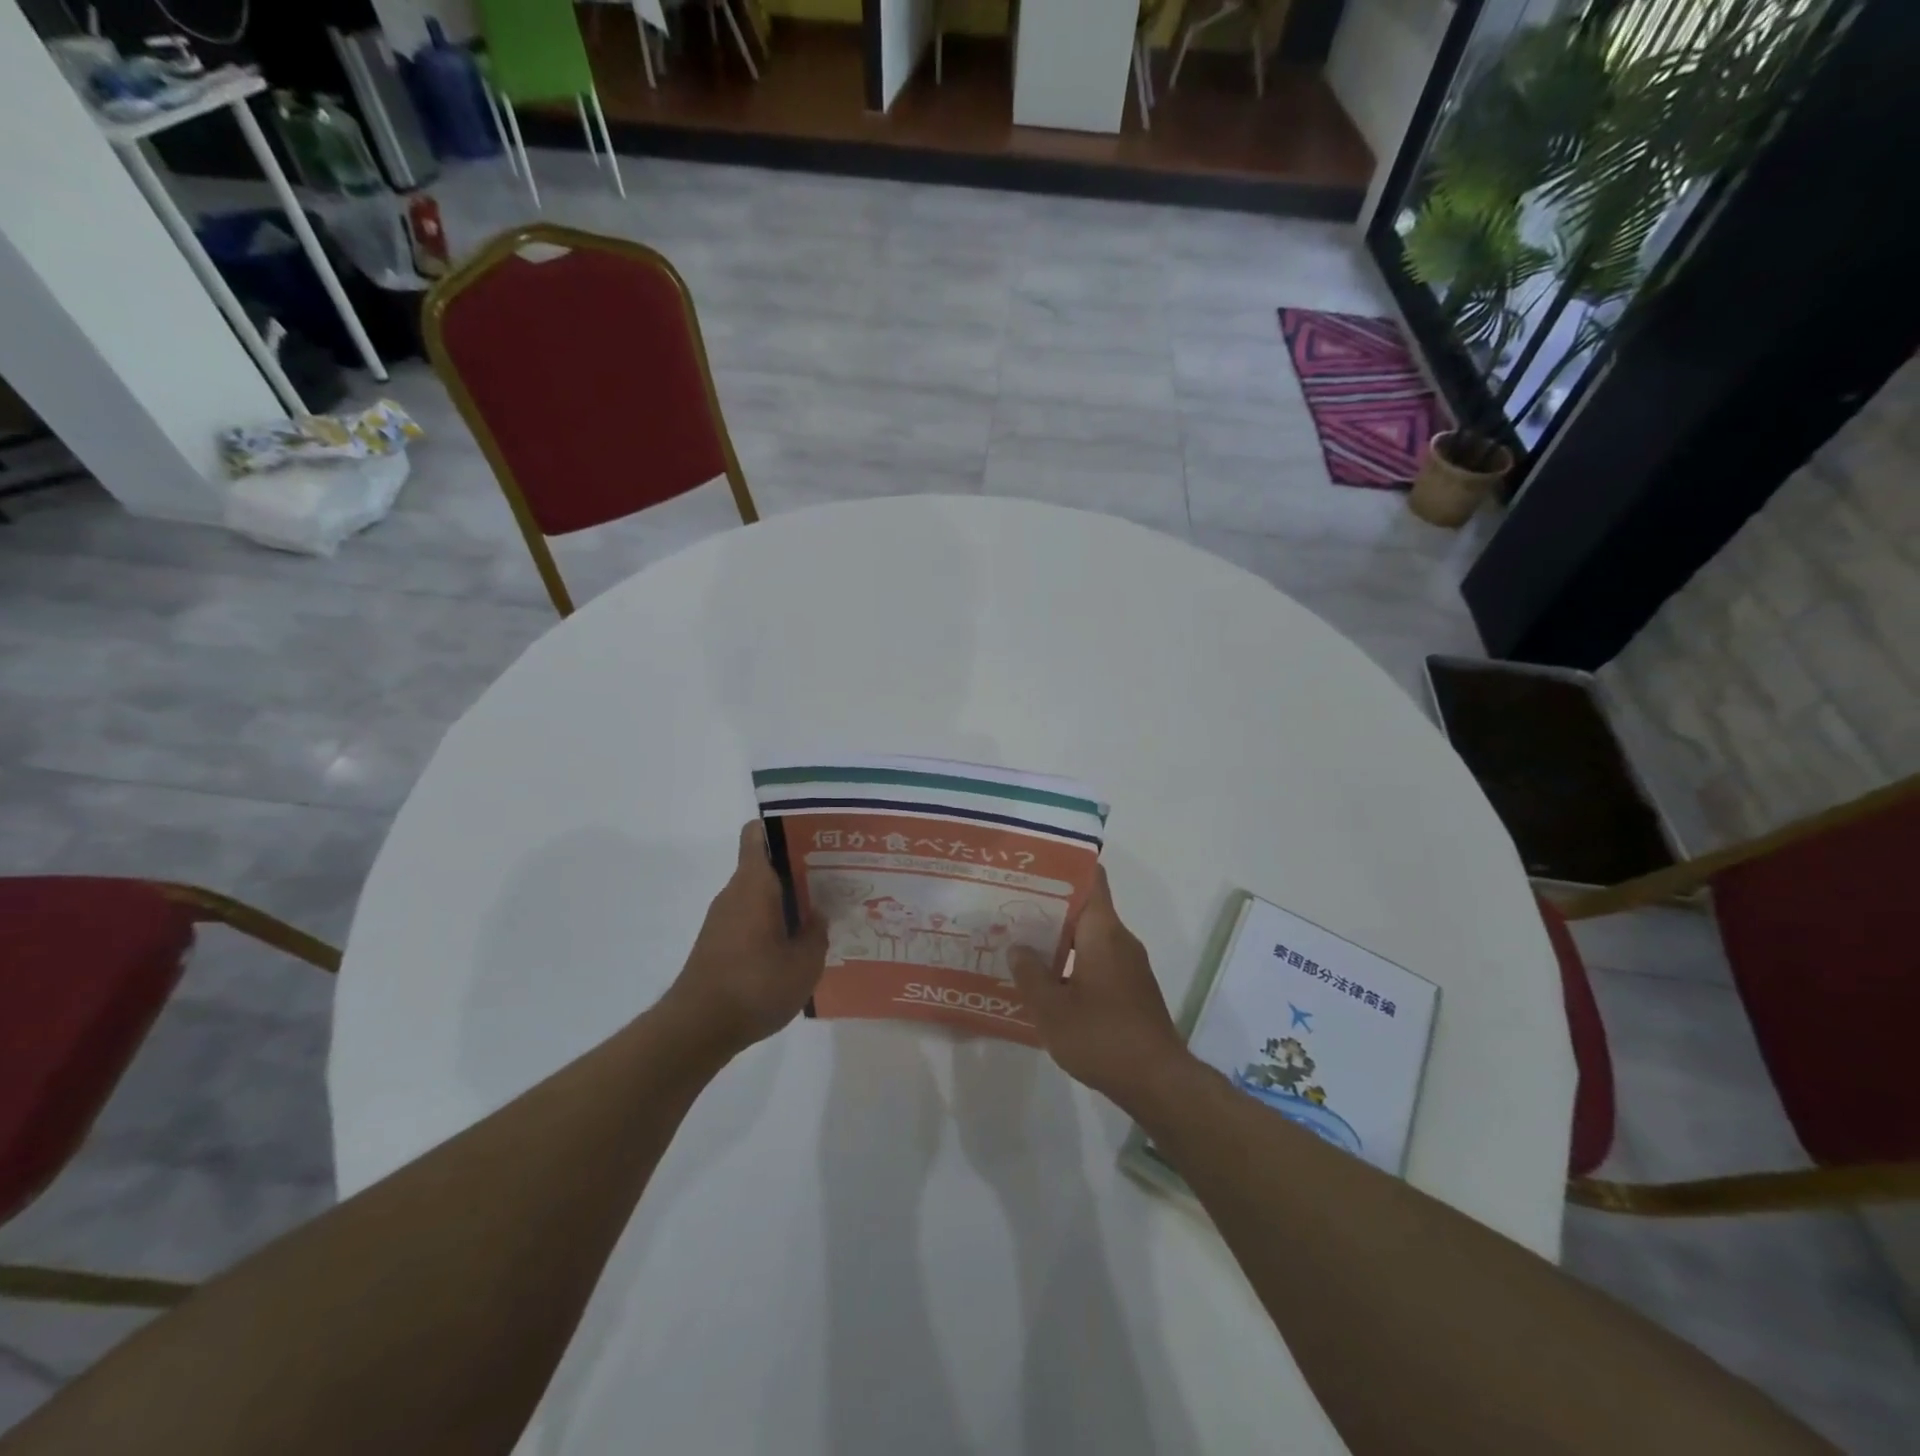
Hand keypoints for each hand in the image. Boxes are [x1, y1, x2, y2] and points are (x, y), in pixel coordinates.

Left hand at [661, 821, 827, 1056]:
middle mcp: (735, 893)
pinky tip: (797, 946)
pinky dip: (773, 923)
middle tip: (835, 878)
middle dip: (799, 868)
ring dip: (788, 900)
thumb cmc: (755, 985)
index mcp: (754, 883)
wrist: (698, 1029)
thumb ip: (817, 933)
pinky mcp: (719, 943)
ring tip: (823, 914)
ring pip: (760, 894)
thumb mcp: (804, 962)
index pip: (758, 834)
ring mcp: (723, 919)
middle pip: (766, 864)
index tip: (814, 836)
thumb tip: (818, 914)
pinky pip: (751, 918)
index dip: (783, 827)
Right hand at [1007, 866, 1189, 1112]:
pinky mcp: (1131, 990)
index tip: (1034, 867)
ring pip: (1090, 938)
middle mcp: (1120, 940)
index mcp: (1103, 931)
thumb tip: (1017, 947)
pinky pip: (1098, 961)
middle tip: (1011, 906)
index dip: (1065, 868)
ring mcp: (1129, 966)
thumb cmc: (1101, 1036)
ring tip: (1021, 943)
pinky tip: (1046, 981)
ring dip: (1059, 939)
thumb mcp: (1051, 1008)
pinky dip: (1073, 962)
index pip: (1091, 880)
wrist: (1157, 1081)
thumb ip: (1030, 973)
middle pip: (1085, 909)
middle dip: (1049, 907)